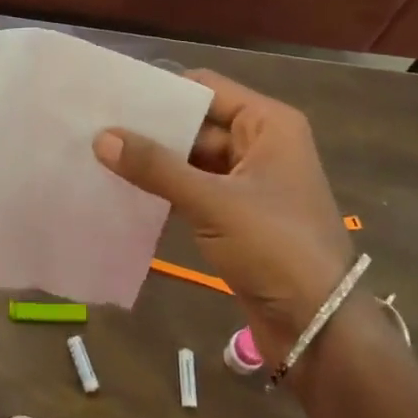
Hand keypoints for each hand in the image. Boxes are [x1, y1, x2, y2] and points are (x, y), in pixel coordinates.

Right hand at [94, 70, 352, 364]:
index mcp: (268, 124)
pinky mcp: (240, 213)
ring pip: (194, 157)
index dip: (163, 90)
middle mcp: (262, 143)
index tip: (115, 93)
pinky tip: (127, 188)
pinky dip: (168, 187)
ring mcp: (251, 180)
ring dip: (157, 160)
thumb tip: (101, 137)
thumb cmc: (275, 248)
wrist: (319, 330)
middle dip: (153, 128)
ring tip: (102, 153)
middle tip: (98, 124)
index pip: (207, 88)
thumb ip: (156, 167)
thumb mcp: (213, 202)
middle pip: (198, 122)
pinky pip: (197, 187)